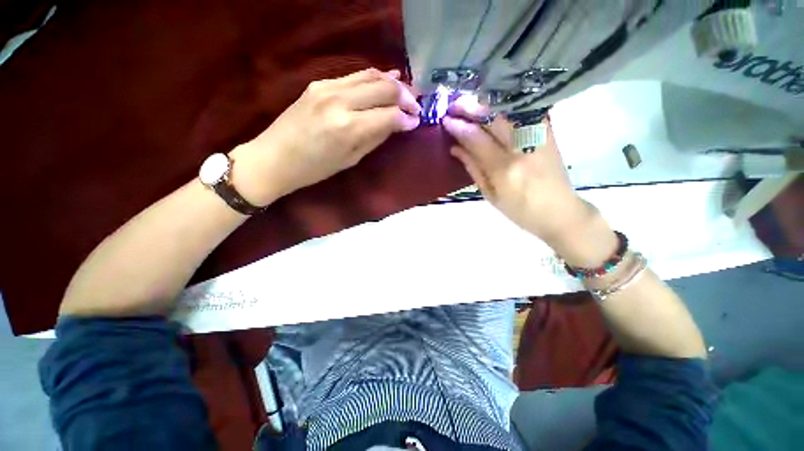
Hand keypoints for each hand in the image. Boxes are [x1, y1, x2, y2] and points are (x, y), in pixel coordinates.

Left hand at [230, 68, 420, 203]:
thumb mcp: (351, 159)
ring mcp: (328, 87)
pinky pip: (354, 76)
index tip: (416, 121)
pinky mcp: (319, 83)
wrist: (274, 157)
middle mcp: (340, 101)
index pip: (390, 115)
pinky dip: (373, 78)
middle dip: (405, 96)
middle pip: (384, 88)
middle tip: (415, 105)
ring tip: (405, 91)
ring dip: (392, 83)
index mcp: (349, 128)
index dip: (407, 117)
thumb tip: (398, 124)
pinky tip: (383, 81)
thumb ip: (376, 137)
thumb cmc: (315, 169)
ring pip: (371, 75)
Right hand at [442, 99, 587, 245]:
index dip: (459, 127)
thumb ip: (473, 168)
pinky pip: (525, 112)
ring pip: (509, 111)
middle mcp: (522, 148)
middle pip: (493, 118)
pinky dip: (508, 106)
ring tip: (470, 103)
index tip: (446, 120)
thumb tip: (455, 148)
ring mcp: (538, 137)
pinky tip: (495, 105)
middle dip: (471, 107)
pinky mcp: (548, 133)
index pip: (476, 139)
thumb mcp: (490, 195)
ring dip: (487, 104)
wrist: (559, 212)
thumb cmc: (519, 210)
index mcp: (504, 169)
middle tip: (454, 105)